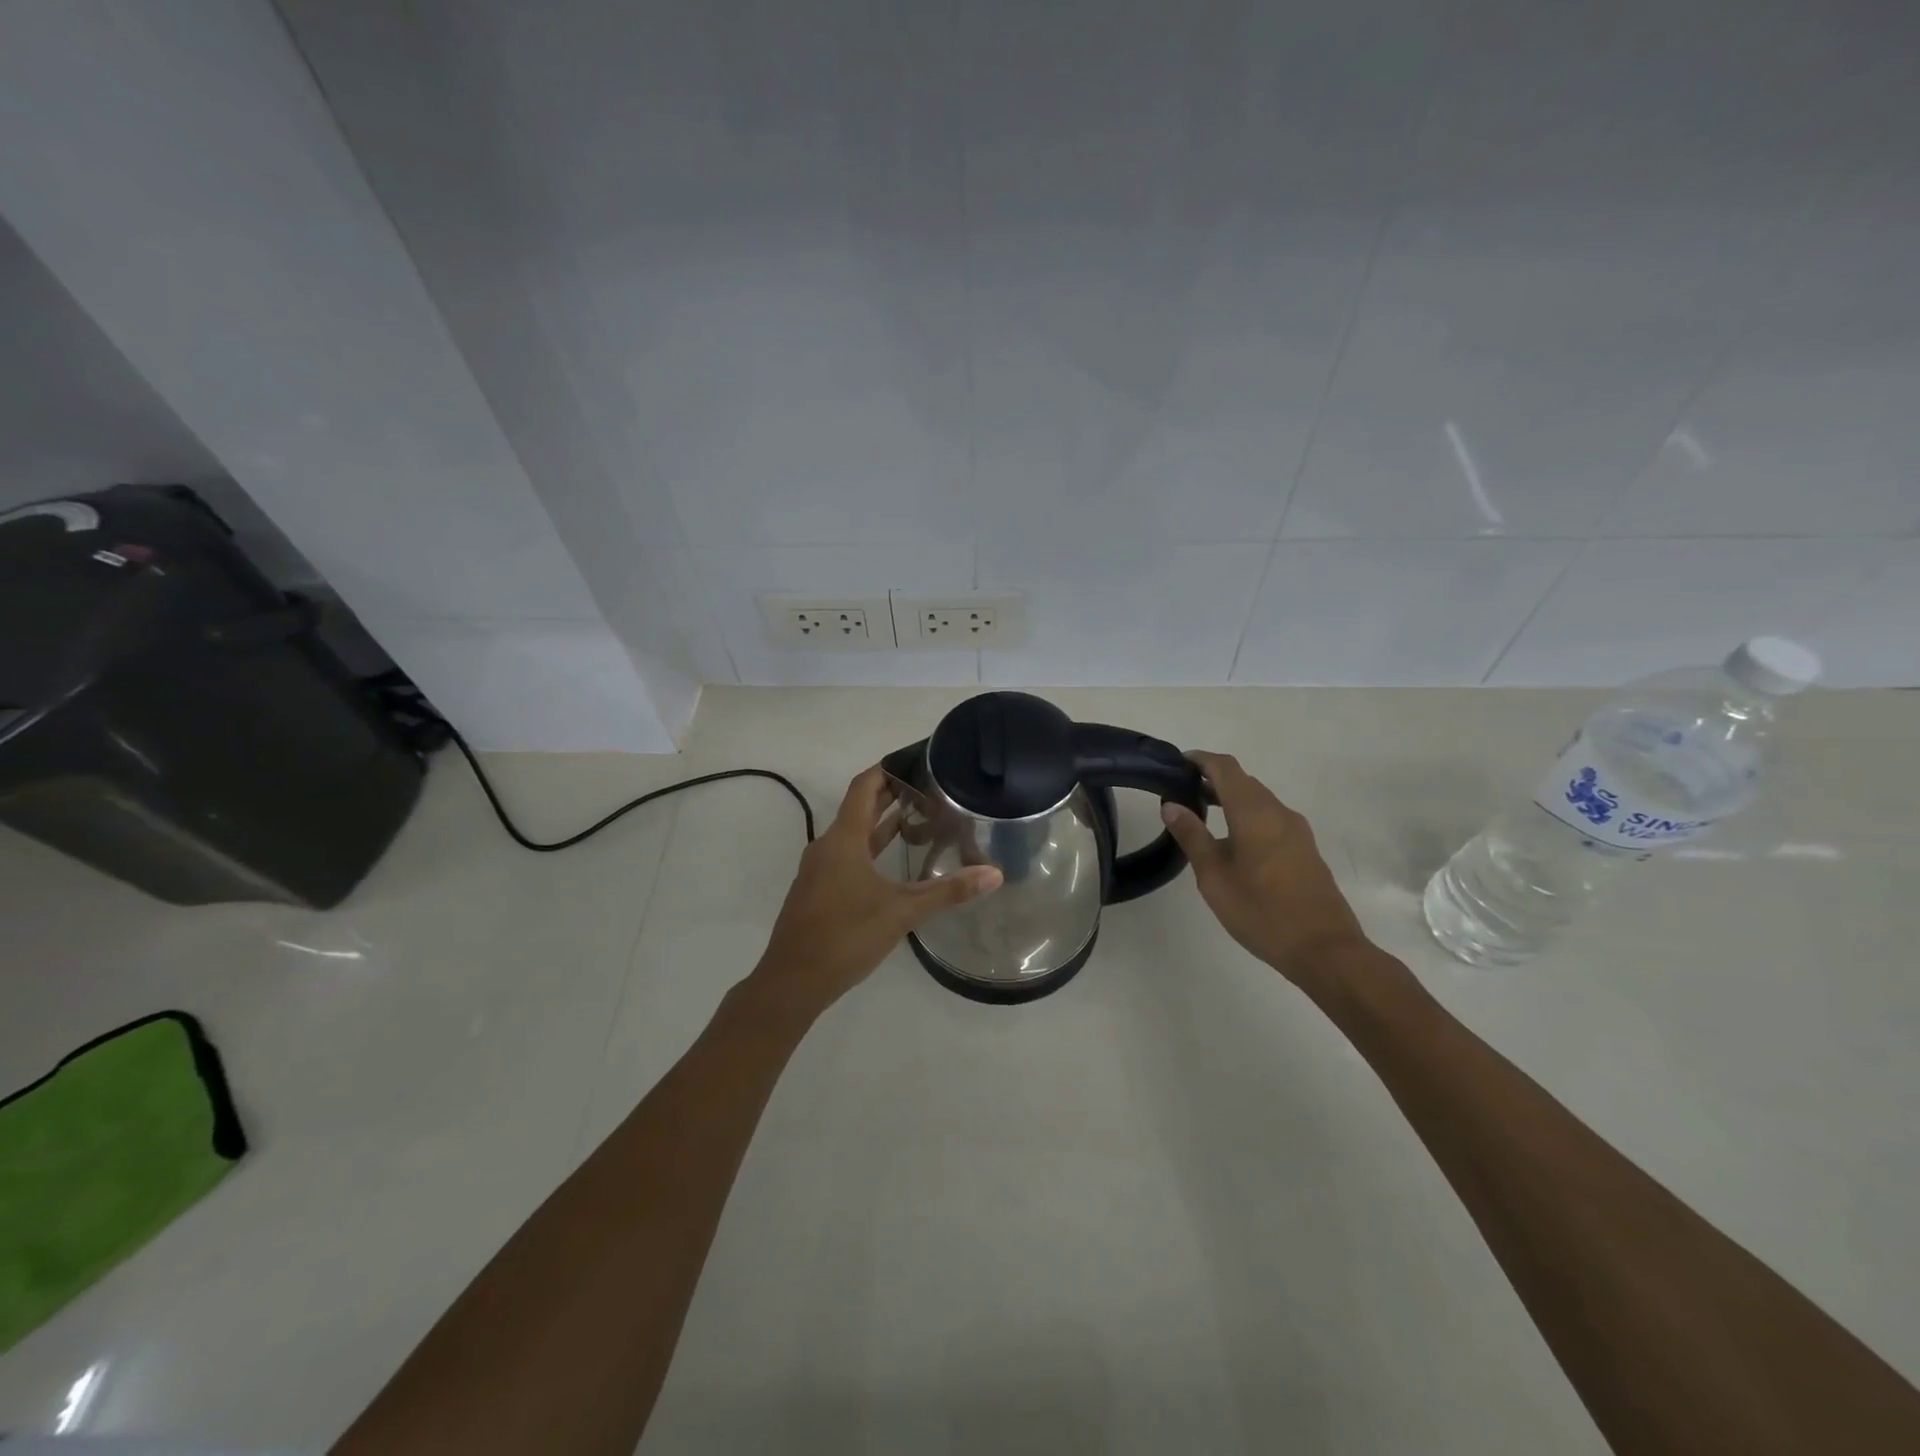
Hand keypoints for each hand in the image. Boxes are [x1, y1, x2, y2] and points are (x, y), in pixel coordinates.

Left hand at [747, 765, 1002, 1018]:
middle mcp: (827, 846)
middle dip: (890, 795)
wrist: (793, 981)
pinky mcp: (819, 891)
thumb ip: (948, 891)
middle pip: (859, 808)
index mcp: (843, 839)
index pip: (864, 786)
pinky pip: (846, 856)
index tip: (916, 760)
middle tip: (928, 787)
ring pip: (853, 835)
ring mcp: (819, 870)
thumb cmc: (846, 936)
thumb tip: (994, 874)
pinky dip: (870, 849)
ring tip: (918, 818)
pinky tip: (892, 864)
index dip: (887, 769)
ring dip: (881, 824)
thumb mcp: (902, 912)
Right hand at [1159, 751, 1368, 990]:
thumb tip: (1172, 805)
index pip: (1225, 767)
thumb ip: (1192, 836)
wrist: (1325, 949)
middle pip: (1243, 781)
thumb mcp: (1214, 876)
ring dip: (1231, 799)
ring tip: (1202, 814)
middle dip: (1213, 779)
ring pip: (1259, 800)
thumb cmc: (1261, 911)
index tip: (1176, 764)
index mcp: (1255, 812)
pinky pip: (1271, 818)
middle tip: (1182, 791)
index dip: (1200, 759)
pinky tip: (1232, 842)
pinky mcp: (1305, 849)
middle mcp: (1279, 812)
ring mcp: (1297, 831)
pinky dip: (1247, 816)